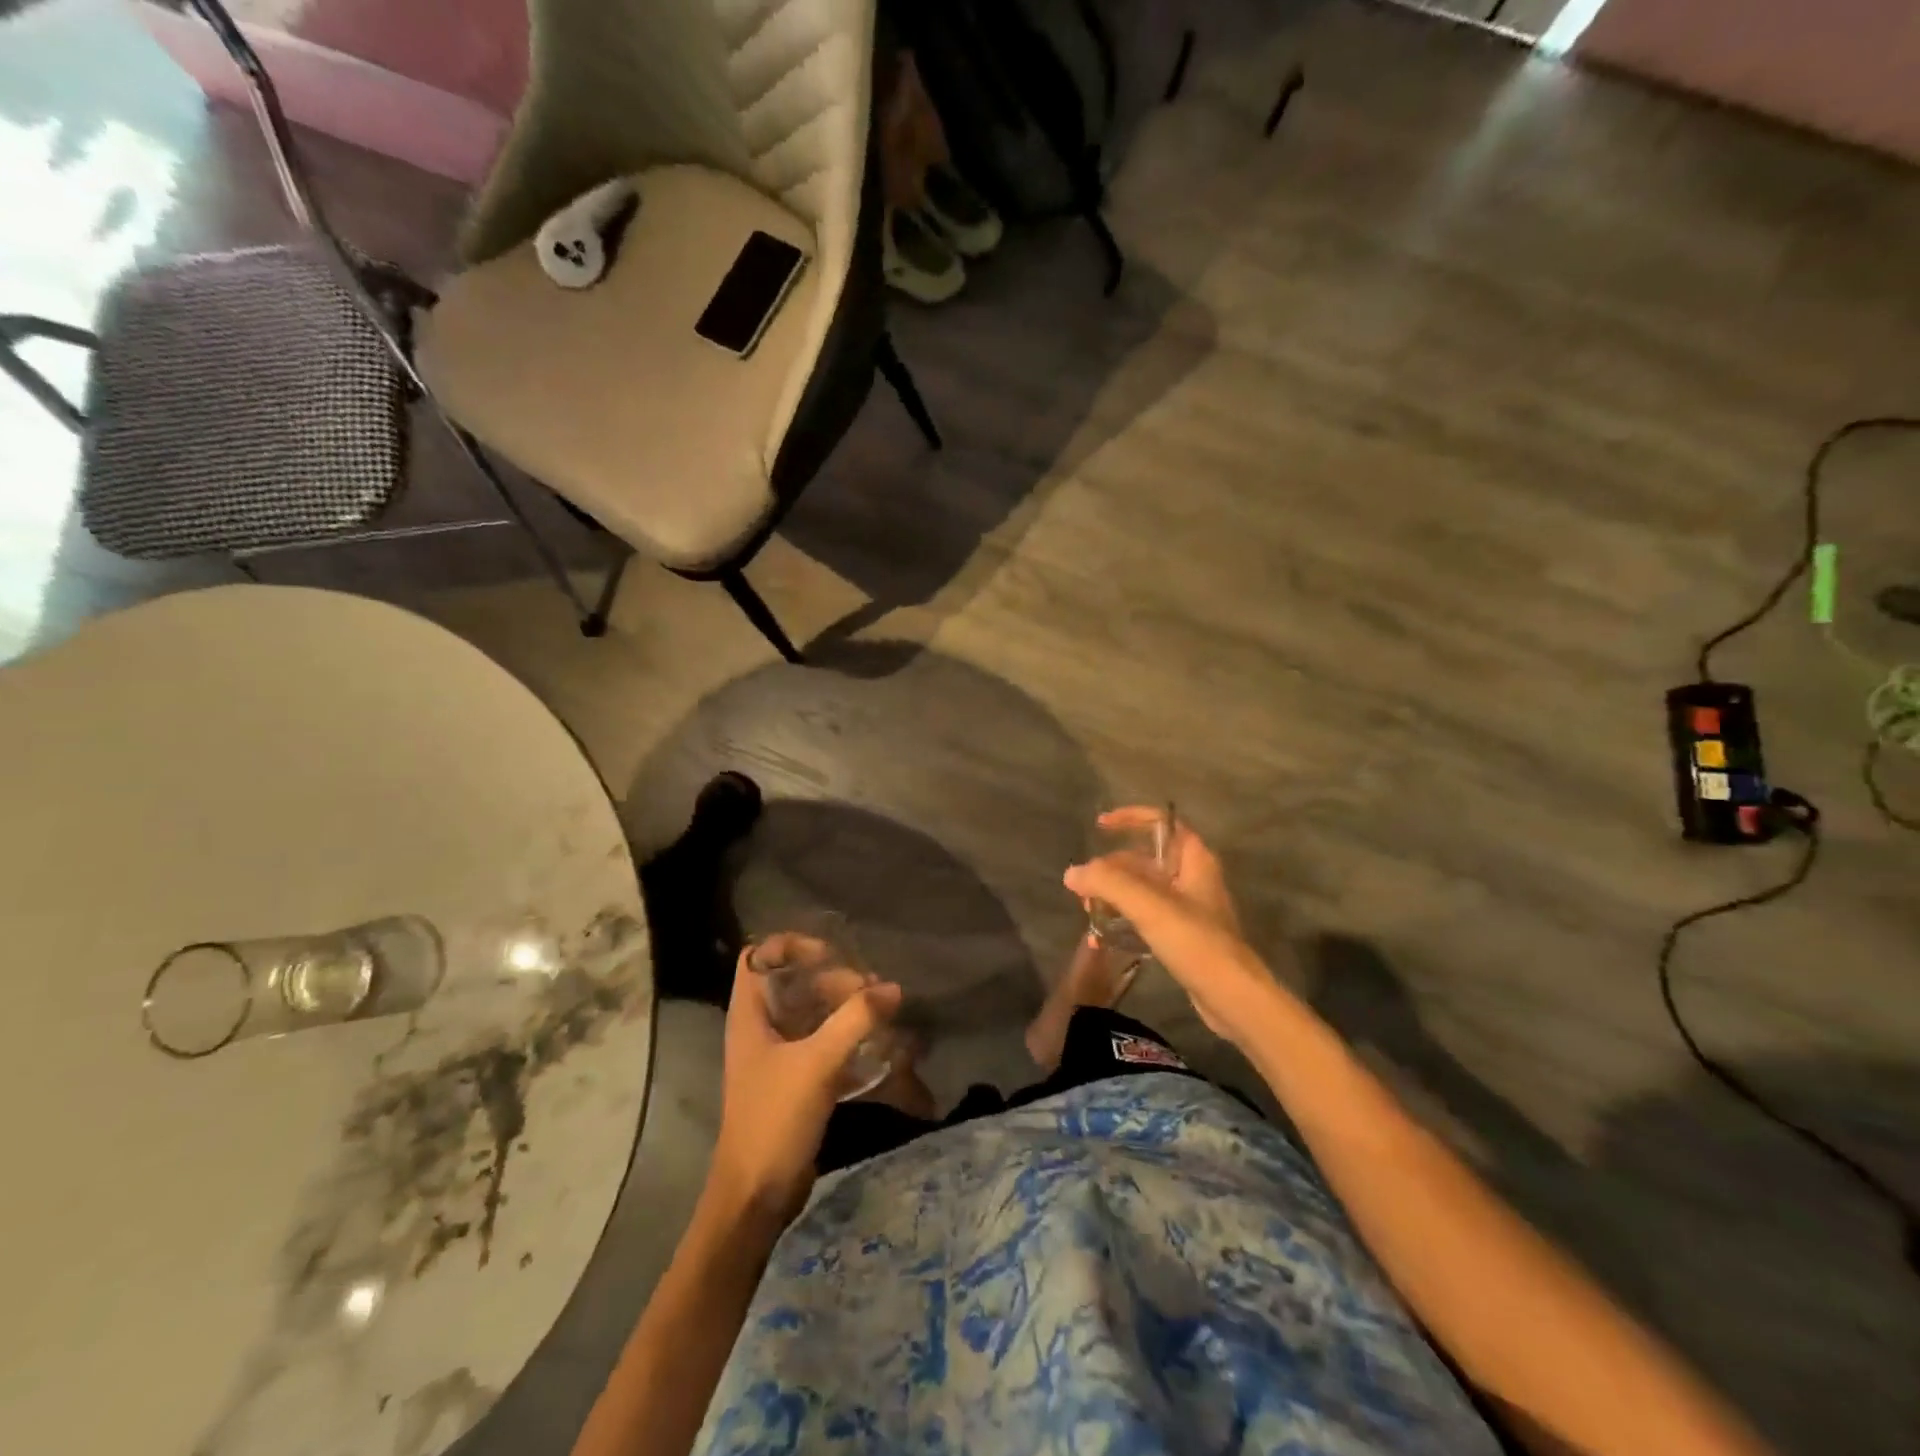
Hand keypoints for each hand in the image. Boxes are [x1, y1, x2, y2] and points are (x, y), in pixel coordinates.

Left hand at [709, 952, 901, 1220]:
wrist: (756, 1196)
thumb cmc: (774, 1119)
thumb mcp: (817, 1064)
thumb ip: (856, 1021)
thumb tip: (893, 988)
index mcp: (750, 1014)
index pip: (760, 956)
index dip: (792, 946)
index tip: (831, 956)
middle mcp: (761, 1027)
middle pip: (795, 981)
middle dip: (834, 978)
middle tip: (871, 989)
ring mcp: (779, 1055)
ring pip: (813, 1012)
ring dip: (846, 1007)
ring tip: (883, 1009)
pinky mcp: (797, 1080)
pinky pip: (825, 1042)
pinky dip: (850, 1037)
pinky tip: (880, 1043)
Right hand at [1066, 811, 1278, 1048]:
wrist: (1233, 997)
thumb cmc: (1195, 942)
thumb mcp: (1148, 906)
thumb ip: (1108, 883)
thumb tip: (1071, 873)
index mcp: (1193, 860)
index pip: (1161, 823)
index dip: (1131, 818)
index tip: (1100, 826)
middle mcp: (1192, 878)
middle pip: (1144, 859)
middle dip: (1110, 869)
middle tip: (1083, 887)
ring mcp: (1188, 908)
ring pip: (1142, 890)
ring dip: (1113, 897)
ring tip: (1088, 914)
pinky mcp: (1182, 936)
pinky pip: (1146, 916)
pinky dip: (1123, 920)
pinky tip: (1101, 939)